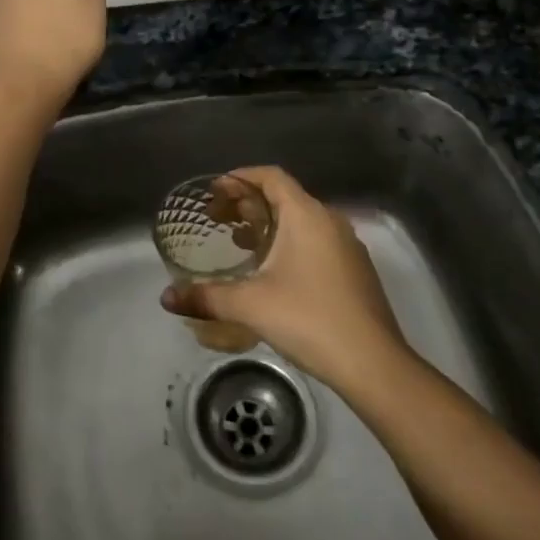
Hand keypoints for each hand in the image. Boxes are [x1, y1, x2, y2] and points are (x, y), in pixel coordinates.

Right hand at [161, 165, 409, 391]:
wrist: (373, 363)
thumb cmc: (309, 319)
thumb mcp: (250, 305)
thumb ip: (206, 297)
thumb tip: (166, 298)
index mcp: (306, 215)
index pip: (271, 176)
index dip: (241, 177)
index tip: (215, 190)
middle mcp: (329, 220)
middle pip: (284, 196)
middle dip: (248, 202)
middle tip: (218, 218)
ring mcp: (346, 245)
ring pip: (301, 220)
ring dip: (268, 224)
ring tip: (240, 242)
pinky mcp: (354, 269)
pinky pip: (315, 240)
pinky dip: (289, 242)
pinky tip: (273, 272)